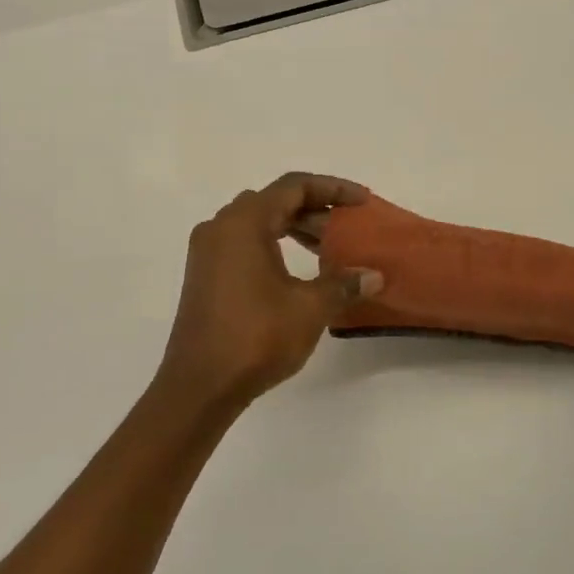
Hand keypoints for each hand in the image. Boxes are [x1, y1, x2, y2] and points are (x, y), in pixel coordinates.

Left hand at [152, 173, 383, 417]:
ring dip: (295, 228)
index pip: (294, 186)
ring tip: (329, 249)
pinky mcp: (205, 275)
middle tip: (348, 227)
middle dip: (315, 210)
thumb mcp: (309, 308)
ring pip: (258, 222)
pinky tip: (298, 271)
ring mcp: (208, 252)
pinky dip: (275, 245)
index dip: (333, 189)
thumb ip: (343, 284)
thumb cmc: (255, 338)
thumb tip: (374, 276)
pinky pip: (244, 243)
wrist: (199, 386)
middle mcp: (220, 227)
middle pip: (274, 201)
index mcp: (243, 223)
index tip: (362, 201)